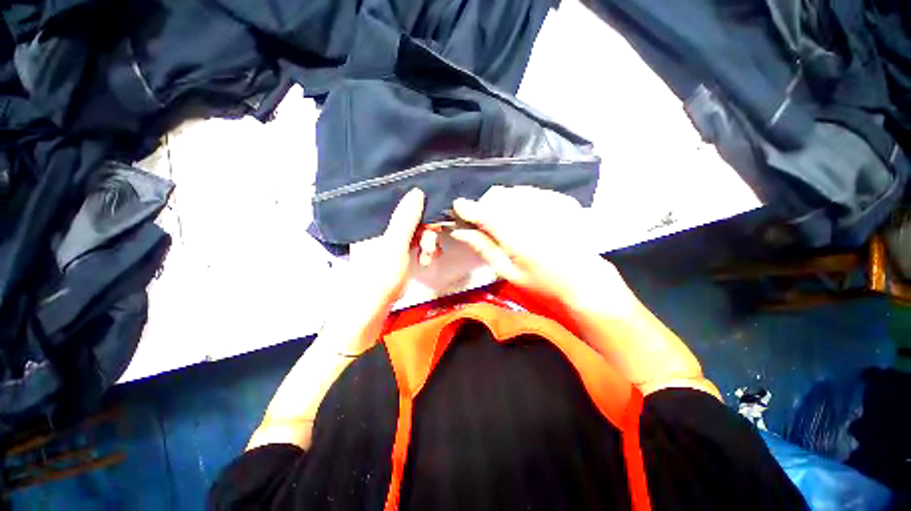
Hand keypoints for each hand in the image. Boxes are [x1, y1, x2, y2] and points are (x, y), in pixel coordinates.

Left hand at [348, 188, 426, 307]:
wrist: (374, 306)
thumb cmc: (380, 274)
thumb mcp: (395, 244)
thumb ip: (406, 218)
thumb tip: (417, 191)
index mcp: (374, 222)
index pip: (397, 205)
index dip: (417, 209)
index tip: (431, 219)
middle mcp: (381, 228)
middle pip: (410, 219)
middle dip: (425, 231)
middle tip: (431, 243)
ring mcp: (390, 241)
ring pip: (415, 232)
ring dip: (427, 243)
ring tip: (428, 257)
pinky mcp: (397, 253)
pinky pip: (415, 243)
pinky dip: (423, 250)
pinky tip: (426, 260)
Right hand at [450, 186, 618, 306]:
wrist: (585, 280)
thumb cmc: (542, 282)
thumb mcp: (508, 271)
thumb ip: (483, 247)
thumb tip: (460, 231)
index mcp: (515, 235)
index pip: (484, 212)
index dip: (467, 208)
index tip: (457, 208)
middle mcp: (532, 213)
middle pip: (497, 195)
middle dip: (486, 206)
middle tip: (487, 224)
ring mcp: (550, 203)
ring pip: (514, 191)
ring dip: (504, 202)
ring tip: (509, 222)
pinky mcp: (562, 200)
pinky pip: (532, 191)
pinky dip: (523, 201)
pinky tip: (528, 217)